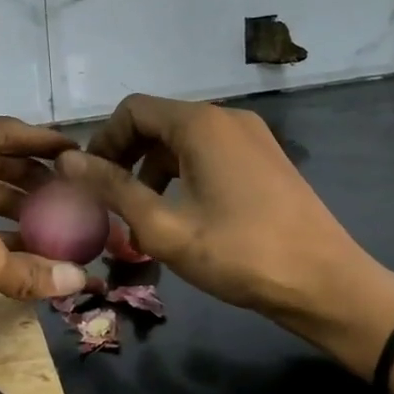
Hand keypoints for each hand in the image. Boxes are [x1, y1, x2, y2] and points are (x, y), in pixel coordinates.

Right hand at [56, 95, 393, 372]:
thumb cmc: (240, 255)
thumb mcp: (164, 227)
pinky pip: (210, 151)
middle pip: (158, 121)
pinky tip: (182, 211)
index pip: (133, 111)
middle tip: (109, 199)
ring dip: (153, 167)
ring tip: (141, 212)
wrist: (327, 283)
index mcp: (200, 124)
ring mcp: (251, 136)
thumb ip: (113, 189)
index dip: (103, 141)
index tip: (89, 180)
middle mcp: (226, 117)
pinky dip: (184, 172)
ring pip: (184, 138)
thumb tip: (66, 160)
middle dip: (126, 156)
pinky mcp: (265, 157)